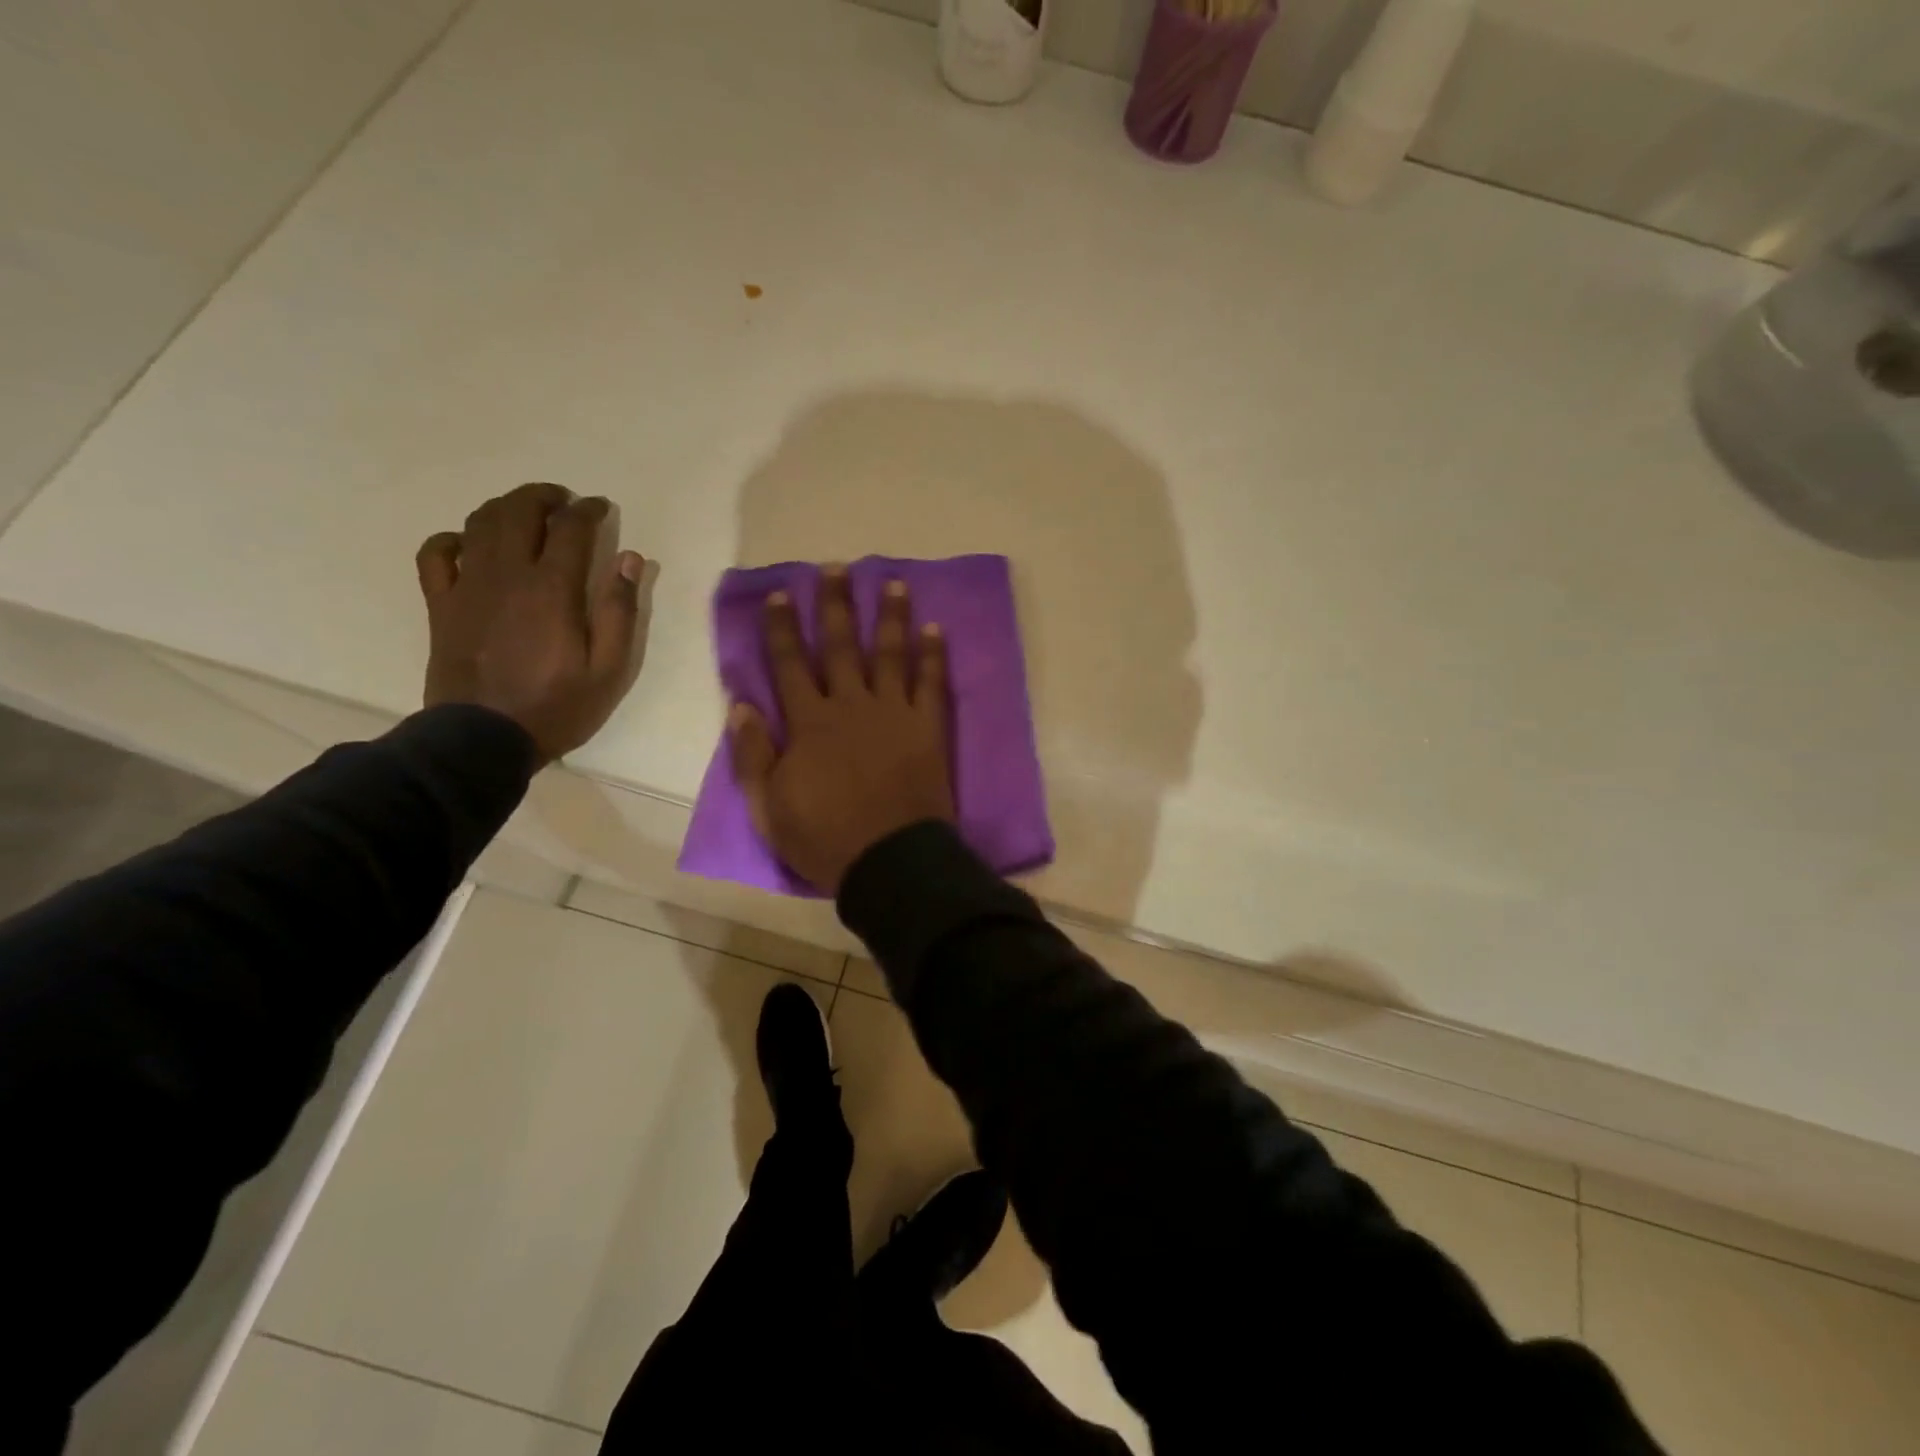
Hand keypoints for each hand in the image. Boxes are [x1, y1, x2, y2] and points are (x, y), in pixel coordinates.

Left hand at [416, 482, 647, 764]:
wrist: (483, 739)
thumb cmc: (557, 706)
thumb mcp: (609, 668)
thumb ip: (620, 610)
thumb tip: (629, 559)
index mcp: (551, 588)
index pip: (570, 528)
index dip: (588, 511)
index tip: (602, 508)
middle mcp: (506, 575)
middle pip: (519, 512)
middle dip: (544, 497)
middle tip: (564, 502)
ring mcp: (467, 587)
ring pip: (479, 523)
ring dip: (505, 508)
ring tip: (525, 513)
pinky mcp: (442, 604)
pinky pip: (436, 554)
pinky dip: (453, 539)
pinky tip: (470, 545)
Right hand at [731, 565, 953, 893]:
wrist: (890, 862)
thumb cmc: (825, 839)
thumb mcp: (768, 808)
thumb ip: (752, 756)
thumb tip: (739, 705)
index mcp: (809, 723)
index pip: (789, 665)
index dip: (781, 628)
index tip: (779, 595)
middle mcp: (850, 705)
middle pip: (840, 645)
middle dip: (835, 605)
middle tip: (836, 568)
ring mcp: (893, 713)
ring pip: (889, 653)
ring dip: (890, 615)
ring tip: (893, 581)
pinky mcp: (928, 727)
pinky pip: (931, 683)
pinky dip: (933, 654)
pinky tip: (935, 628)